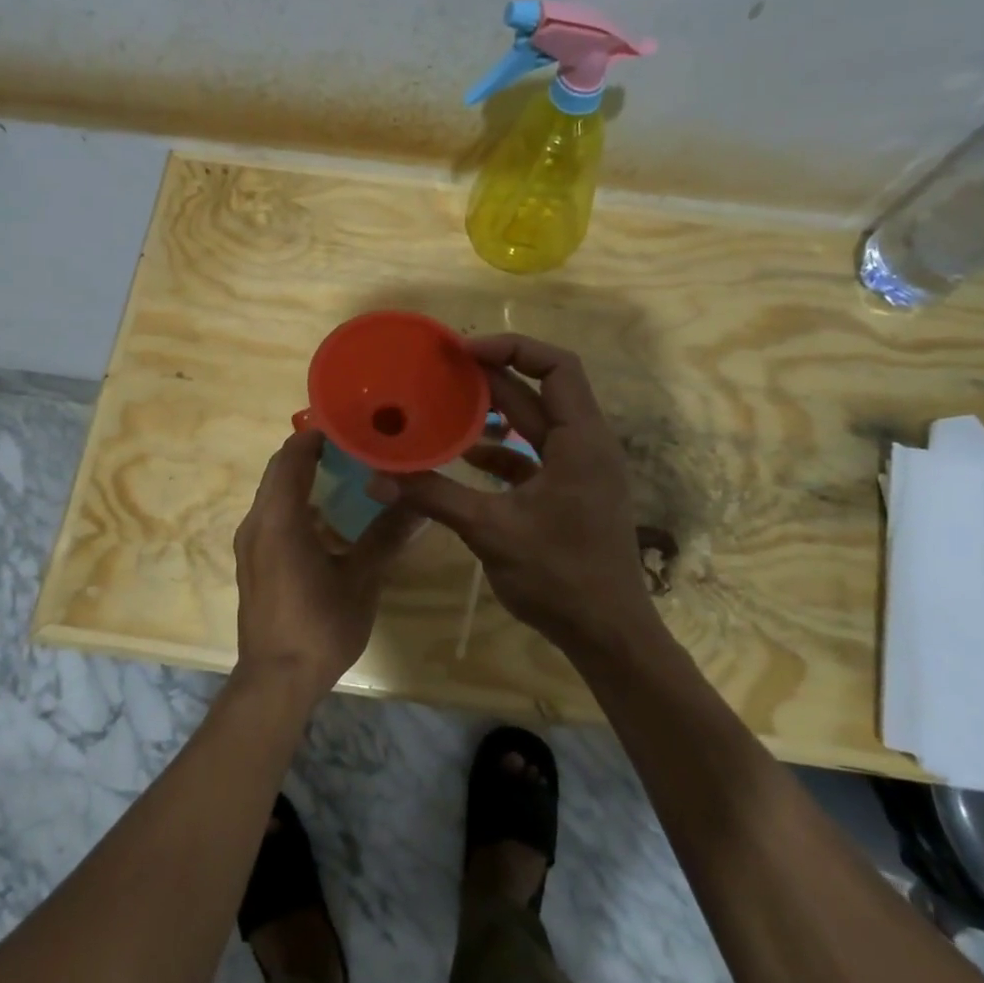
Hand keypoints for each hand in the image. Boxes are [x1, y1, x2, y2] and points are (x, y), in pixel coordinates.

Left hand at [232, 428, 421, 699]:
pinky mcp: (251, 561)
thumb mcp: (361, 580)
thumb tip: (419, 504)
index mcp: (280, 518)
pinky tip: (327, 520)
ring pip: (273, 493)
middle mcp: (256, 522)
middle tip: (355, 447)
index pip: (293, 456)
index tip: (350, 425)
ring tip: (346, 476)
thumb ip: (387, 536)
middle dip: (312, 453)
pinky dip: (295, 504)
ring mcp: (249, 543)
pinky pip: (271, 515)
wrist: (276, 680)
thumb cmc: (319, 626)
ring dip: (303, 479)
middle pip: (280, 470)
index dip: (318, 434)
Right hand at [369, 334, 652, 658]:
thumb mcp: (491, 530)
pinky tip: (465, 457)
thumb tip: (376, 477)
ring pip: (535, 424)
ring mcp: (579, 471)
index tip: (463, 352)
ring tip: (447, 405)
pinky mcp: (568, 494)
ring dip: (495, 413)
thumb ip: (435, 496)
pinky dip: (500, 450)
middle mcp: (585, 445)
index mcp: (581, 440)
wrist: (607, 634)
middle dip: (493, 377)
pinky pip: (532, 456)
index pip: (556, 367)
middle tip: (443, 370)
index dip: (512, 348)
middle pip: (540, 391)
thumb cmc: (560, 575)